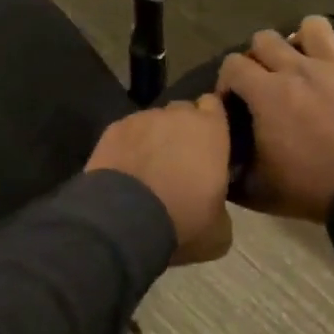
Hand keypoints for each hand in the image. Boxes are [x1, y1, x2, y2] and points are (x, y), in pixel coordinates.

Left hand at [86, 97, 233, 264]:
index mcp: (210, 130)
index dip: (211, 121)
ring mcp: (141, 119)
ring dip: (153, 138)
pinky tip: (125, 169)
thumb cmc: (183, 219)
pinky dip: (128, 146)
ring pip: (152, 122)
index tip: (209, 140)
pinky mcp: (112, 129)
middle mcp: (177, 115)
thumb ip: (221, 203)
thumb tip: (214, 205)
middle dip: (182, 129)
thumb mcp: (219, 228)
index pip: (214, 105)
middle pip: (182, 111)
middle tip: (180, 159)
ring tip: (147, 167)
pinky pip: (127, 132)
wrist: (124, 219)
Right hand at [218, 8, 333, 222]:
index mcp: (266, 93)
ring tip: (300, 53)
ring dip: (300, 36)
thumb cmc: (309, 188)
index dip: (226, 79)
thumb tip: (217, 161)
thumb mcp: (257, 189)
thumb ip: (230, 172)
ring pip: (311, 27)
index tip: (231, 101)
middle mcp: (297, 69)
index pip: (233, 65)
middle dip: (257, 56)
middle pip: (266, 39)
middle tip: (263, 80)